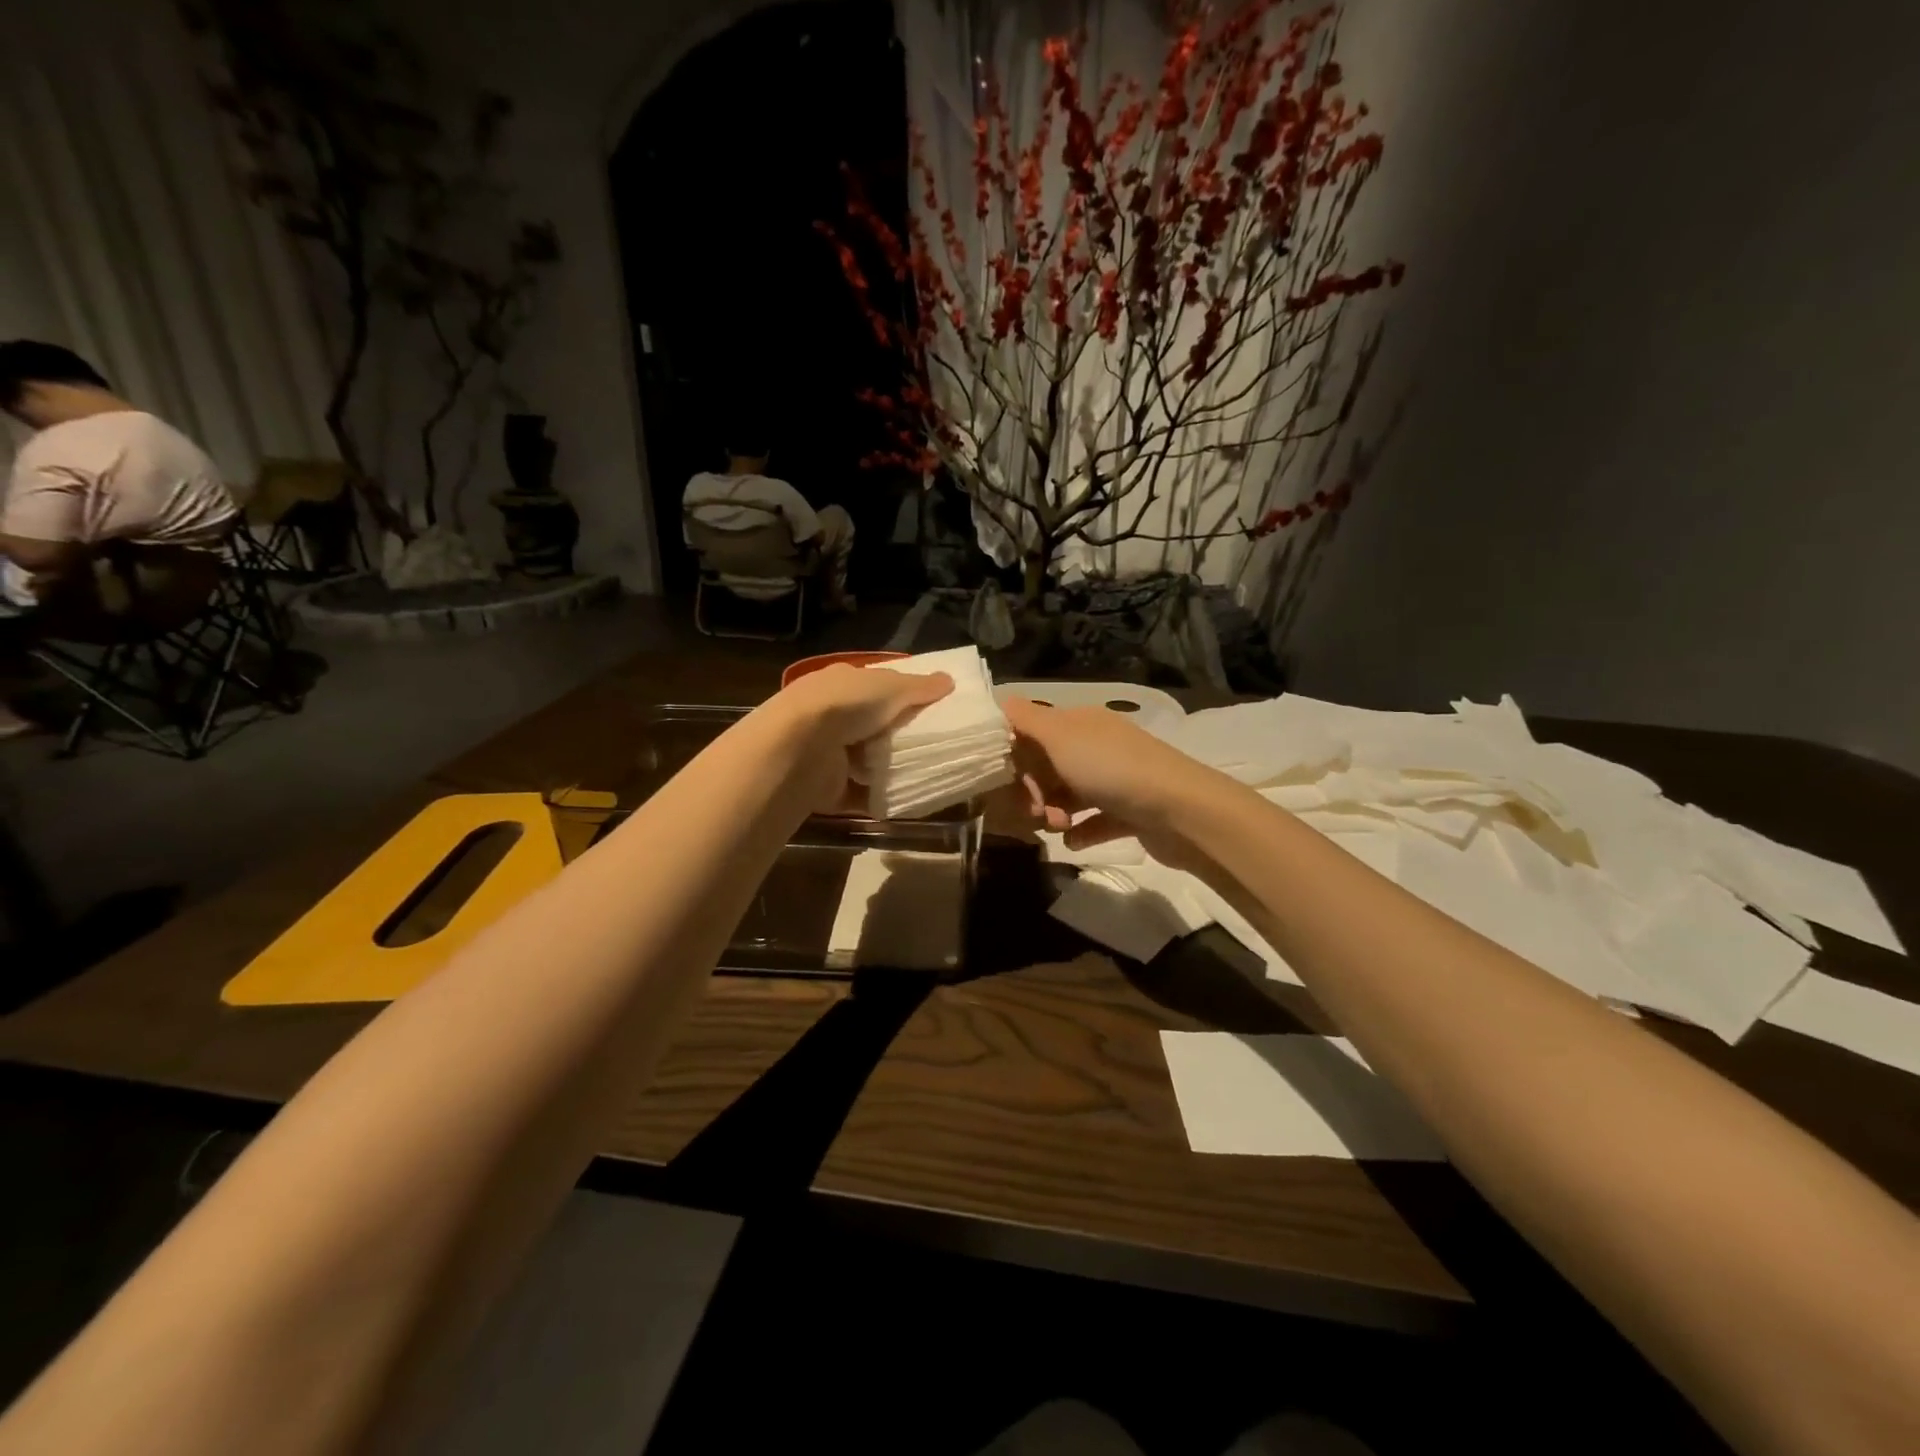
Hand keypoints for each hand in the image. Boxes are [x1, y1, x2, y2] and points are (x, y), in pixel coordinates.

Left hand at [767, 664, 953, 812]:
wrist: (801, 748)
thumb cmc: (847, 706)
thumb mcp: (890, 687)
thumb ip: (919, 686)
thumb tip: (948, 681)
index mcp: (841, 684)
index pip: (875, 687)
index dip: (901, 695)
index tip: (932, 708)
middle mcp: (831, 716)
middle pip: (873, 726)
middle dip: (898, 735)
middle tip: (935, 744)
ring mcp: (827, 753)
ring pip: (867, 761)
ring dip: (889, 769)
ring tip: (926, 773)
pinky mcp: (828, 788)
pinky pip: (861, 794)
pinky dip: (880, 798)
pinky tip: (906, 799)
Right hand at [992, 698, 1222, 867]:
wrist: (1180, 810)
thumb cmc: (1112, 769)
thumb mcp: (1061, 737)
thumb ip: (1027, 719)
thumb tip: (1002, 700)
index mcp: (1081, 723)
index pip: (1035, 732)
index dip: (1017, 756)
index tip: (1010, 780)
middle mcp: (1098, 746)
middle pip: (1050, 767)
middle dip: (1034, 790)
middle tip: (1035, 811)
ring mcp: (1116, 780)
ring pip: (1071, 796)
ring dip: (1055, 813)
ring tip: (1059, 828)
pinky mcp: (1130, 812)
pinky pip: (1095, 821)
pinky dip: (1081, 832)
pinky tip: (1073, 842)